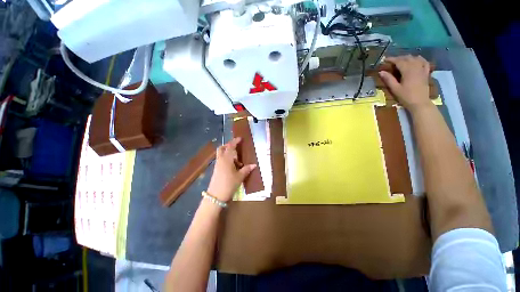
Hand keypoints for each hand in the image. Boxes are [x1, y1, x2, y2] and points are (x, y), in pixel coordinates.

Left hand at [207, 137, 256, 201]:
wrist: (216, 196)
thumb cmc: (229, 184)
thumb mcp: (240, 177)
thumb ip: (246, 169)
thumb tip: (254, 165)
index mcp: (226, 159)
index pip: (230, 147)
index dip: (235, 141)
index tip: (240, 138)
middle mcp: (220, 160)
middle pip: (222, 148)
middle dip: (228, 145)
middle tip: (236, 146)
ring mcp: (217, 165)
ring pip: (220, 154)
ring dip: (227, 152)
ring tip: (236, 158)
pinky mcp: (216, 169)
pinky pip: (221, 159)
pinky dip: (226, 158)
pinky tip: (233, 165)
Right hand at [379, 55, 431, 111]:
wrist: (420, 102)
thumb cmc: (406, 96)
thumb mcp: (395, 89)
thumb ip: (388, 79)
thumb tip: (381, 72)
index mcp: (408, 70)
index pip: (399, 61)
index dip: (391, 59)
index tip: (385, 59)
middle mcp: (416, 67)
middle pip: (407, 58)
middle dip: (399, 58)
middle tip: (391, 61)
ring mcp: (422, 69)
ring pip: (415, 58)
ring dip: (408, 57)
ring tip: (402, 60)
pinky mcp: (426, 73)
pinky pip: (424, 62)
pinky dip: (420, 59)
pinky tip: (416, 59)